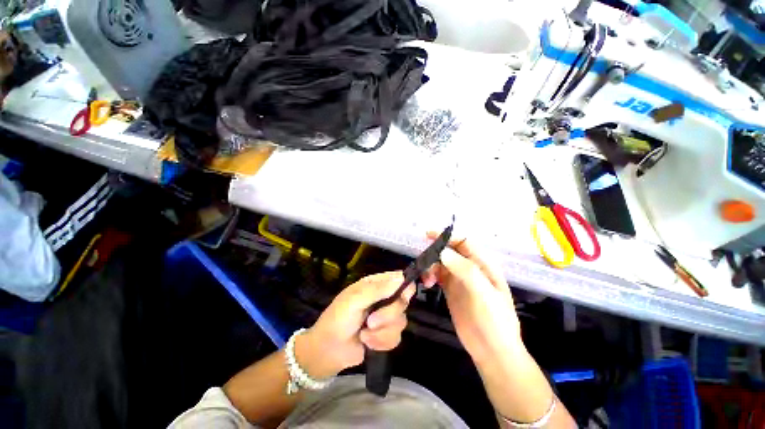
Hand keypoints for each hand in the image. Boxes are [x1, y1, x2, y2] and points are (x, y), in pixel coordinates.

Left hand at [295, 271, 414, 378]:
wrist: (328, 351)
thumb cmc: (337, 319)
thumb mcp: (354, 300)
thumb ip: (378, 290)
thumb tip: (401, 278)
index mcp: (375, 284)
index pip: (399, 278)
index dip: (406, 285)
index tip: (404, 297)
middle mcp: (384, 298)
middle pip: (403, 302)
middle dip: (388, 315)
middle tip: (371, 321)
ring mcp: (386, 317)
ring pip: (401, 322)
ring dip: (382, 332)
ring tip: (365, 334)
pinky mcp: (386, 335)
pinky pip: (396, 338)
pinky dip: (381, 342)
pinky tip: (368, 343)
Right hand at [422, 235, 522, 363]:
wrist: (492, 351)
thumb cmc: (495, 321)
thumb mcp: (484, 294)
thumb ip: (465, 271)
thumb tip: (442, 252)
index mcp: (483, 265)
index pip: (464, 242)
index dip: (447, 236)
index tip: (428, 235)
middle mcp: (470, 268)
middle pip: (450, 251)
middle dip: (436, 252)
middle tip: (423, 260)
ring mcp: (460, 279)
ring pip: (441, 262)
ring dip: (431, 265)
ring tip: (426, 279)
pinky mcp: (451, 290)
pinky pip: (437, 275)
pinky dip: (430, 275)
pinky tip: (427, 283)